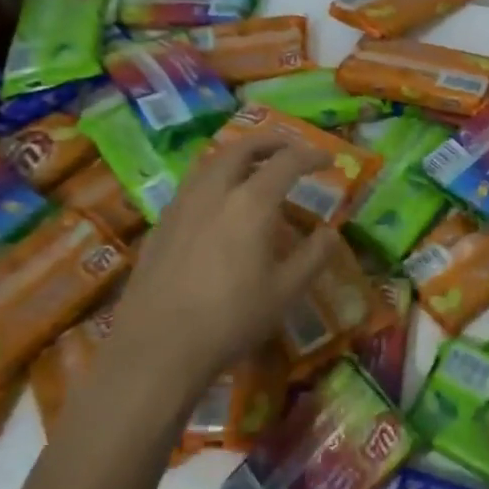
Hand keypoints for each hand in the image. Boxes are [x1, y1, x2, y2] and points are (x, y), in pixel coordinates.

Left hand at [107, 135, 337, 395]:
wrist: (157, 346)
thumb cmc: (231, 319)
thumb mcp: (286, 292)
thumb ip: (314, 256)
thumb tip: (331, 232)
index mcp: (251, 203)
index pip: (287, 162)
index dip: (311, 155)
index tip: (329, 159)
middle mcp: (214, 191)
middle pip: (242, 149)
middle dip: (271, 142)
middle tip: (290, 148)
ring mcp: (181, 205)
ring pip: (211, 162)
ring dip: (238, 155)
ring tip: (253, 167)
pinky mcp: (160, 224)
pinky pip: (192, 184)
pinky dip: (214, 178)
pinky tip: (218, 203)